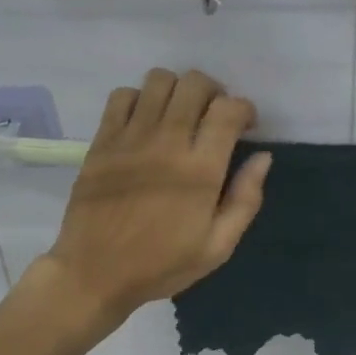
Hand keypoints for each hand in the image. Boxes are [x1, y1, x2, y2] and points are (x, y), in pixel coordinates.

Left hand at [33, 69, 270, 331]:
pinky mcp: (102, 141)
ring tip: (180, 114)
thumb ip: (245, 200)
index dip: (244, 109)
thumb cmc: (160, 265)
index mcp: (200, 171)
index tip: (245, 126)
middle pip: (195, 84)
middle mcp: (167, 143)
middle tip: (213, 117)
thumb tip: (262, 157)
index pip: (228, 110)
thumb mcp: (217, 247)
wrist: (93, 274)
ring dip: (178, 90)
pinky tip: (145, 122)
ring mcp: (130, 138)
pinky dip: (140, 99)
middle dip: (214, 92)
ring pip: (159, 80)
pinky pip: (123, 96)